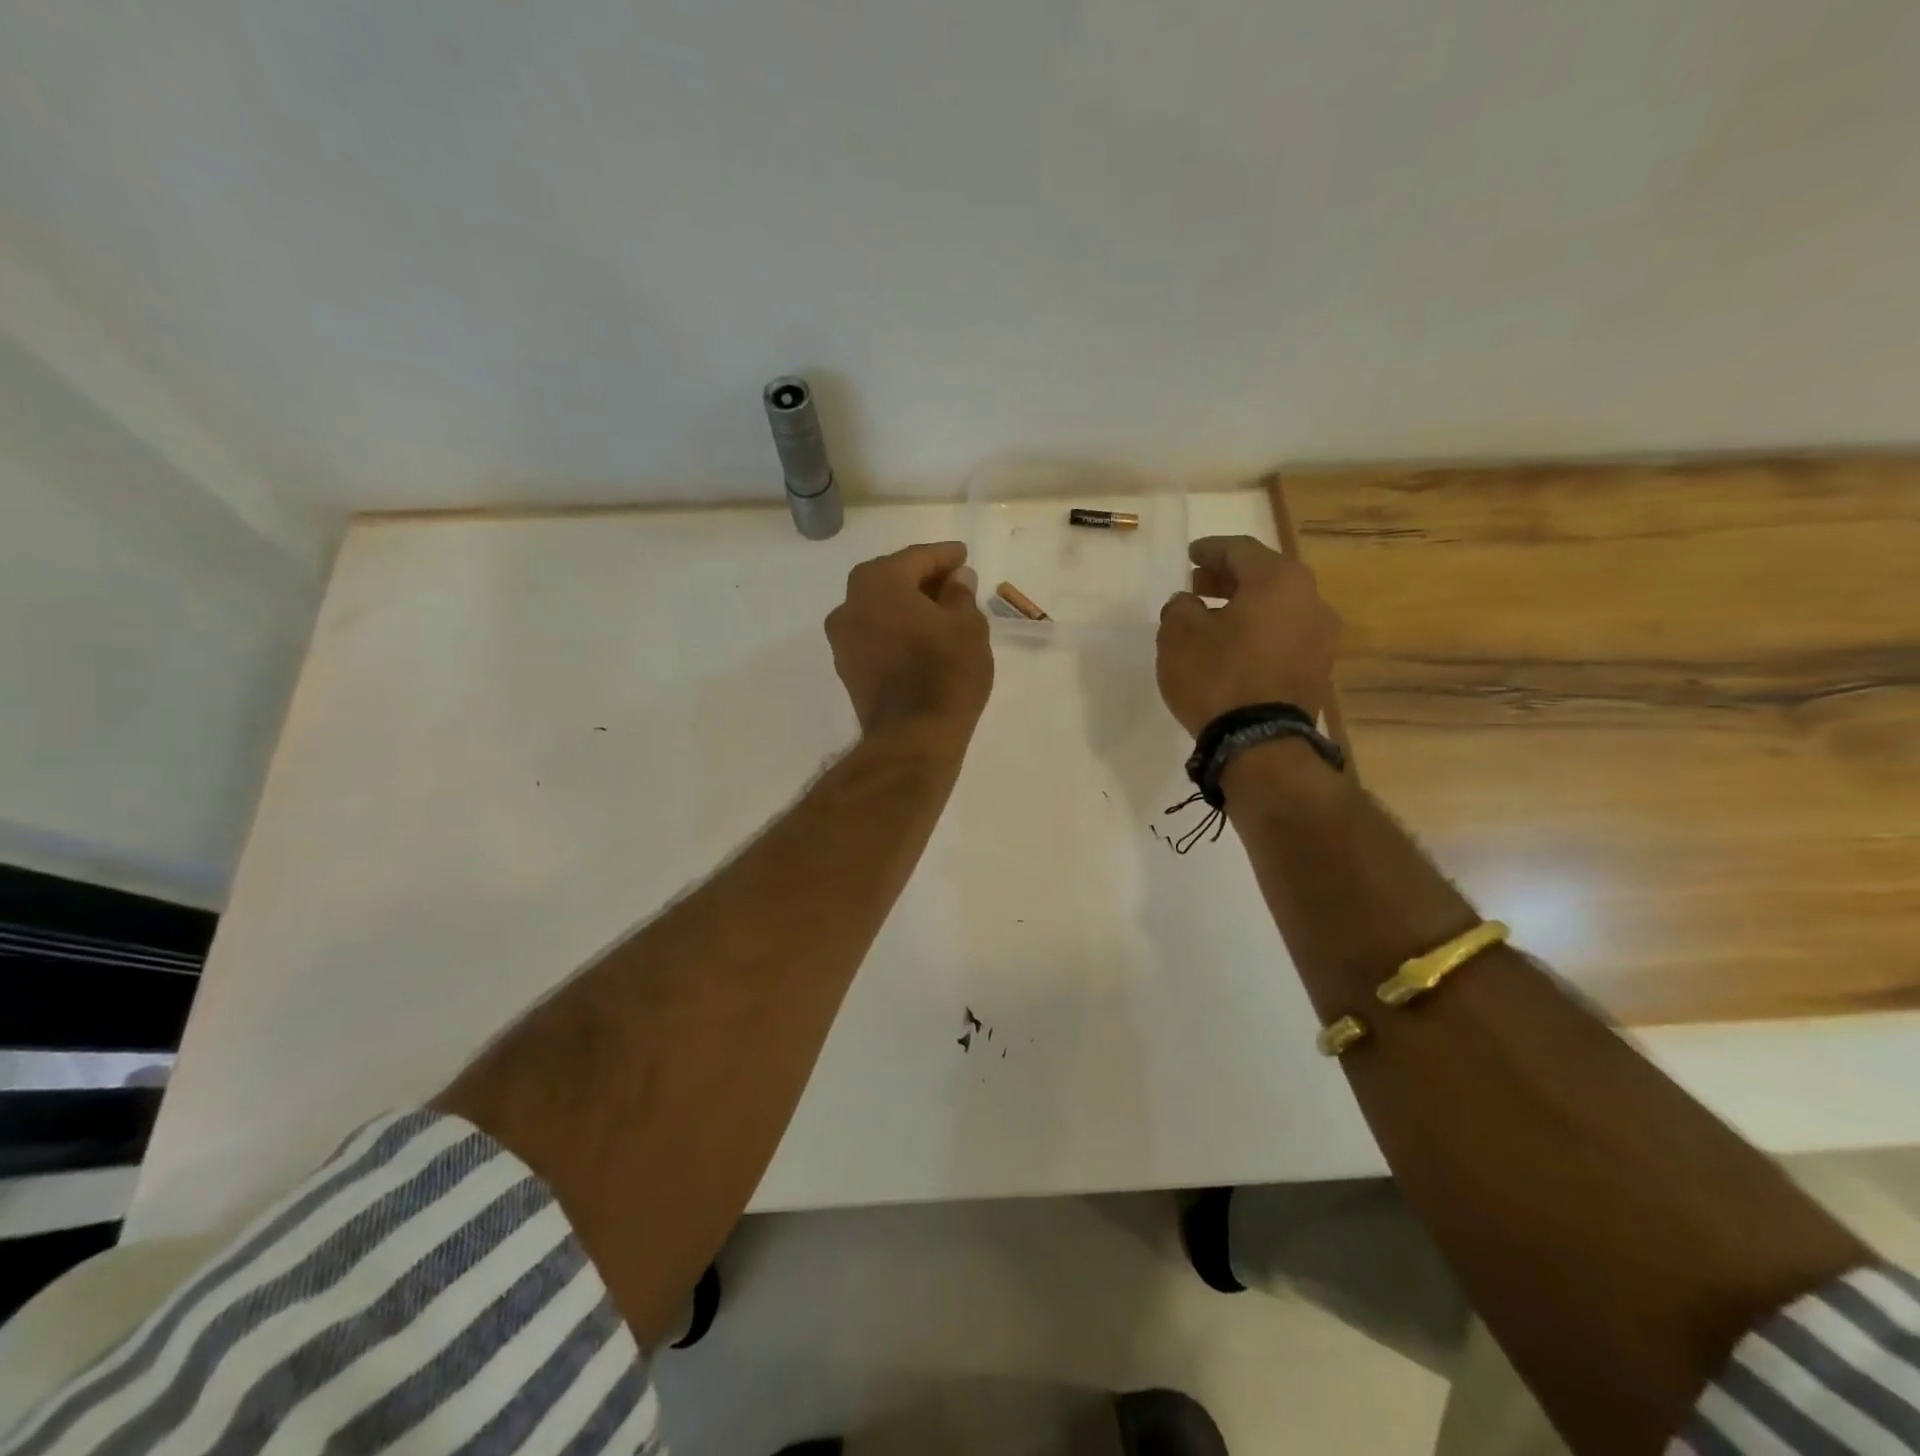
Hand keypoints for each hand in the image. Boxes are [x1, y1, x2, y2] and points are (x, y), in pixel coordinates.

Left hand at [826, 541, 992, 749]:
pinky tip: (922, 638)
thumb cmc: (945, 671)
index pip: (916, 558)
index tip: (963, 555)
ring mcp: (843, 640)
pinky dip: (897, 630)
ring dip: (908, 606)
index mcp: (877, 582)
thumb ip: (960, 594)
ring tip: (941, 612)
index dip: (944, 556)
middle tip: (954, 582)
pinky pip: (876, 635)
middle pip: (892, 580)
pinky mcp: (847, 669)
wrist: (913, 736)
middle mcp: (849, 604)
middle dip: (923, 579)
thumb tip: (956, 579)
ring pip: (880, 609)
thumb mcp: (967, 626)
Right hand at [1156, 535, 1339, 735]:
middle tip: (1197, 587)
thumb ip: (1180, 608)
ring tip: (1212, 620)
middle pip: (1264, 576)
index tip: (1189, 555)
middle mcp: (1311, 600)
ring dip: (1244, 607)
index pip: (1240, 550)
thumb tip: (1188, 604)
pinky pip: (1283, 637)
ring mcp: (1320, 638)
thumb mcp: (1179, 635)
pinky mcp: (1317, 670)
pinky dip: (1257, 633)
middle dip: (1228, 578)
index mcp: (1279, 580)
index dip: (1210, 550)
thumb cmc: (1217, 677)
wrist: (1261, 744)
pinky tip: (1233, 648)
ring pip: (1276, 608)